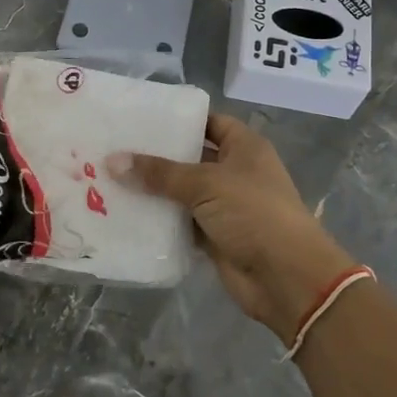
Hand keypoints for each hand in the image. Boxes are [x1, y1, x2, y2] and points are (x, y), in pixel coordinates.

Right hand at [115, 113, 354, 343]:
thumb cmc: (253, 213)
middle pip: (192, 158)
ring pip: (183, 192)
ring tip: (110, 178)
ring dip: (154, 190)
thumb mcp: (205, 184)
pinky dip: (160, 220)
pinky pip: (181, 222)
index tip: (141, 118)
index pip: (210, 122)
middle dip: (158, 156)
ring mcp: (225, 206)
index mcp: (245, 148)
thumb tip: (112, 160)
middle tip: (115, 148)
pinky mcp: (215, 237)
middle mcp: (236, 173)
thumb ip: (159, 173)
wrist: (286, 277)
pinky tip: (126, 213)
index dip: (181, 120)